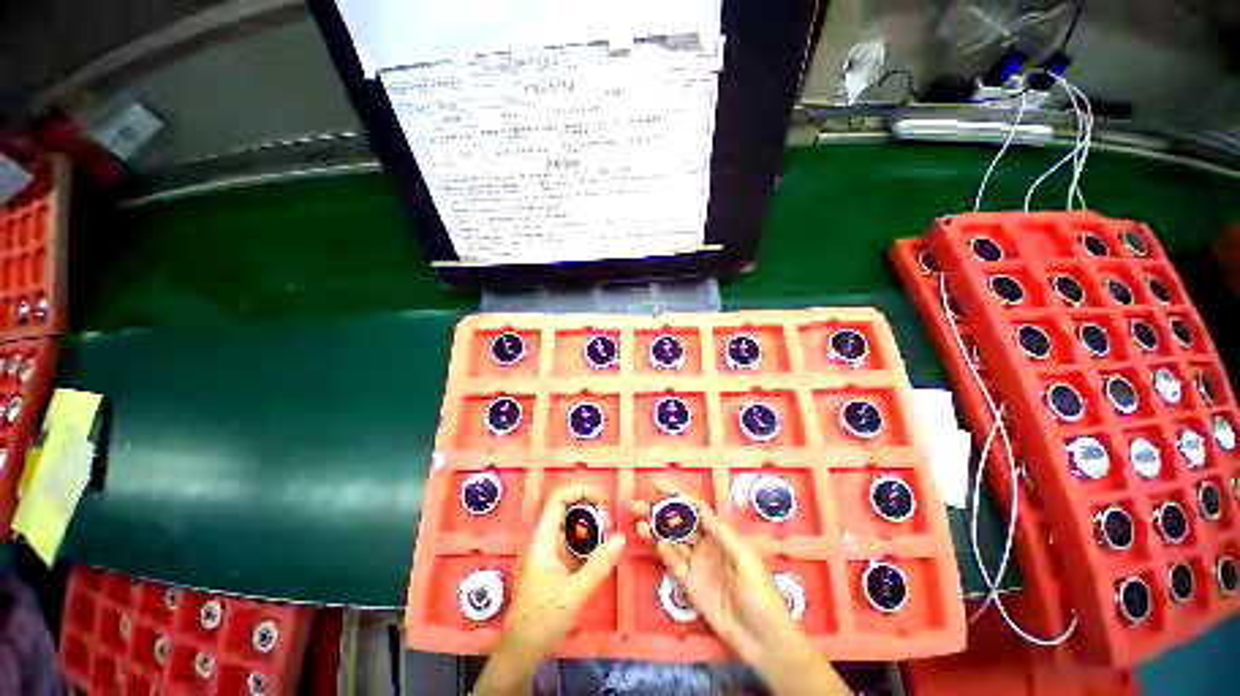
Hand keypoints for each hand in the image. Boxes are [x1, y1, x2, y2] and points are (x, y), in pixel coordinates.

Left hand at [475, 484, 624, 694]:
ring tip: (610, 532)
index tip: (603, 498)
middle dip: (590, 507)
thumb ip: (599, 565)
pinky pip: (576, 544)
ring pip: (573, 527)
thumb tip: (621, 538)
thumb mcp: (574, 592)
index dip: (579, 491)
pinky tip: (603, 550)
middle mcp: (547, 541)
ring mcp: (552, 553)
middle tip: (610, 517)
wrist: (522, 652)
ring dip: (592, 526)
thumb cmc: (542, 619)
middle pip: (567, 509)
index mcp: (544, 540)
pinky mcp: (558, 566)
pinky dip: (590, 542)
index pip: (558, 500)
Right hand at [633, 482, 797, 665]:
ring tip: (638, 522)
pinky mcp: (689, 585)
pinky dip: (664, 553)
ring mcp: (696, 565)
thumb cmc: (759, 592)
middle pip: (678, 523)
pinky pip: (674, 565)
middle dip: (659, 511)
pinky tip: (656, 545)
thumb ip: (719, 531)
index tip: (656, 486)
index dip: (676, 497)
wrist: (762, 638)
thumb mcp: (744, 556)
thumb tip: (698, 505)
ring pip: (671, 541)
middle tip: (638, 503)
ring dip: (655, 530)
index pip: (693, 509)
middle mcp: (705, 545)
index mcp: (719, 534)